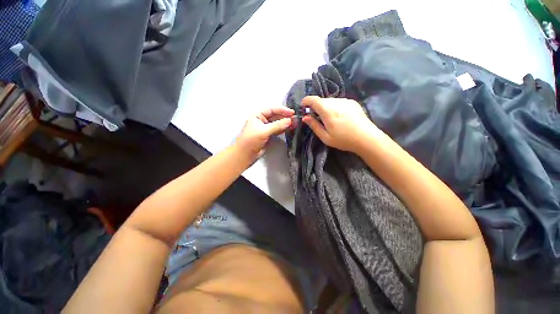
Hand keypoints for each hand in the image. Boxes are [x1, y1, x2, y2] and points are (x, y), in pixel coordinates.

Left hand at [235, 106, 293, 159]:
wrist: (245, 154)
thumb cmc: (251, 140)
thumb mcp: (264, 131)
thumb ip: (277, 125)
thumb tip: (290, 120)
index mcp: (257, 115)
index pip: (271, 110)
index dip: (282, 110)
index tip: (292, 112)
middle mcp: (261, 120)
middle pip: (275, 116)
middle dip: (285, 117)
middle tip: (296, 118)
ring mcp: (265, 128)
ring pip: (277, 124)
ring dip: (285, 123)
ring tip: (295, 123)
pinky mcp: (268, 136)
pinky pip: (277, 130)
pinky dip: (283, 129)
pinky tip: (290, 128)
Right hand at [302, 96, 381, 152]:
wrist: (367, 138)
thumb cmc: (344, 140)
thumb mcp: (325, 137)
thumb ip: (314, 126)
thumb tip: (305, 117)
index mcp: (327, 110)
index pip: (313, 99)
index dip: (306, 101)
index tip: (303, 107)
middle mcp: (336, 102)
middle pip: (321, 100)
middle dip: (315, 106)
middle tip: (315, 117)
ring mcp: (345, 101)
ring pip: (330, 100)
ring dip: (325, 107)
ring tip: (328, 119)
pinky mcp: (352, 102)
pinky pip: (338, 102)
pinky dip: (334, 106)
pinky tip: (338, 117)